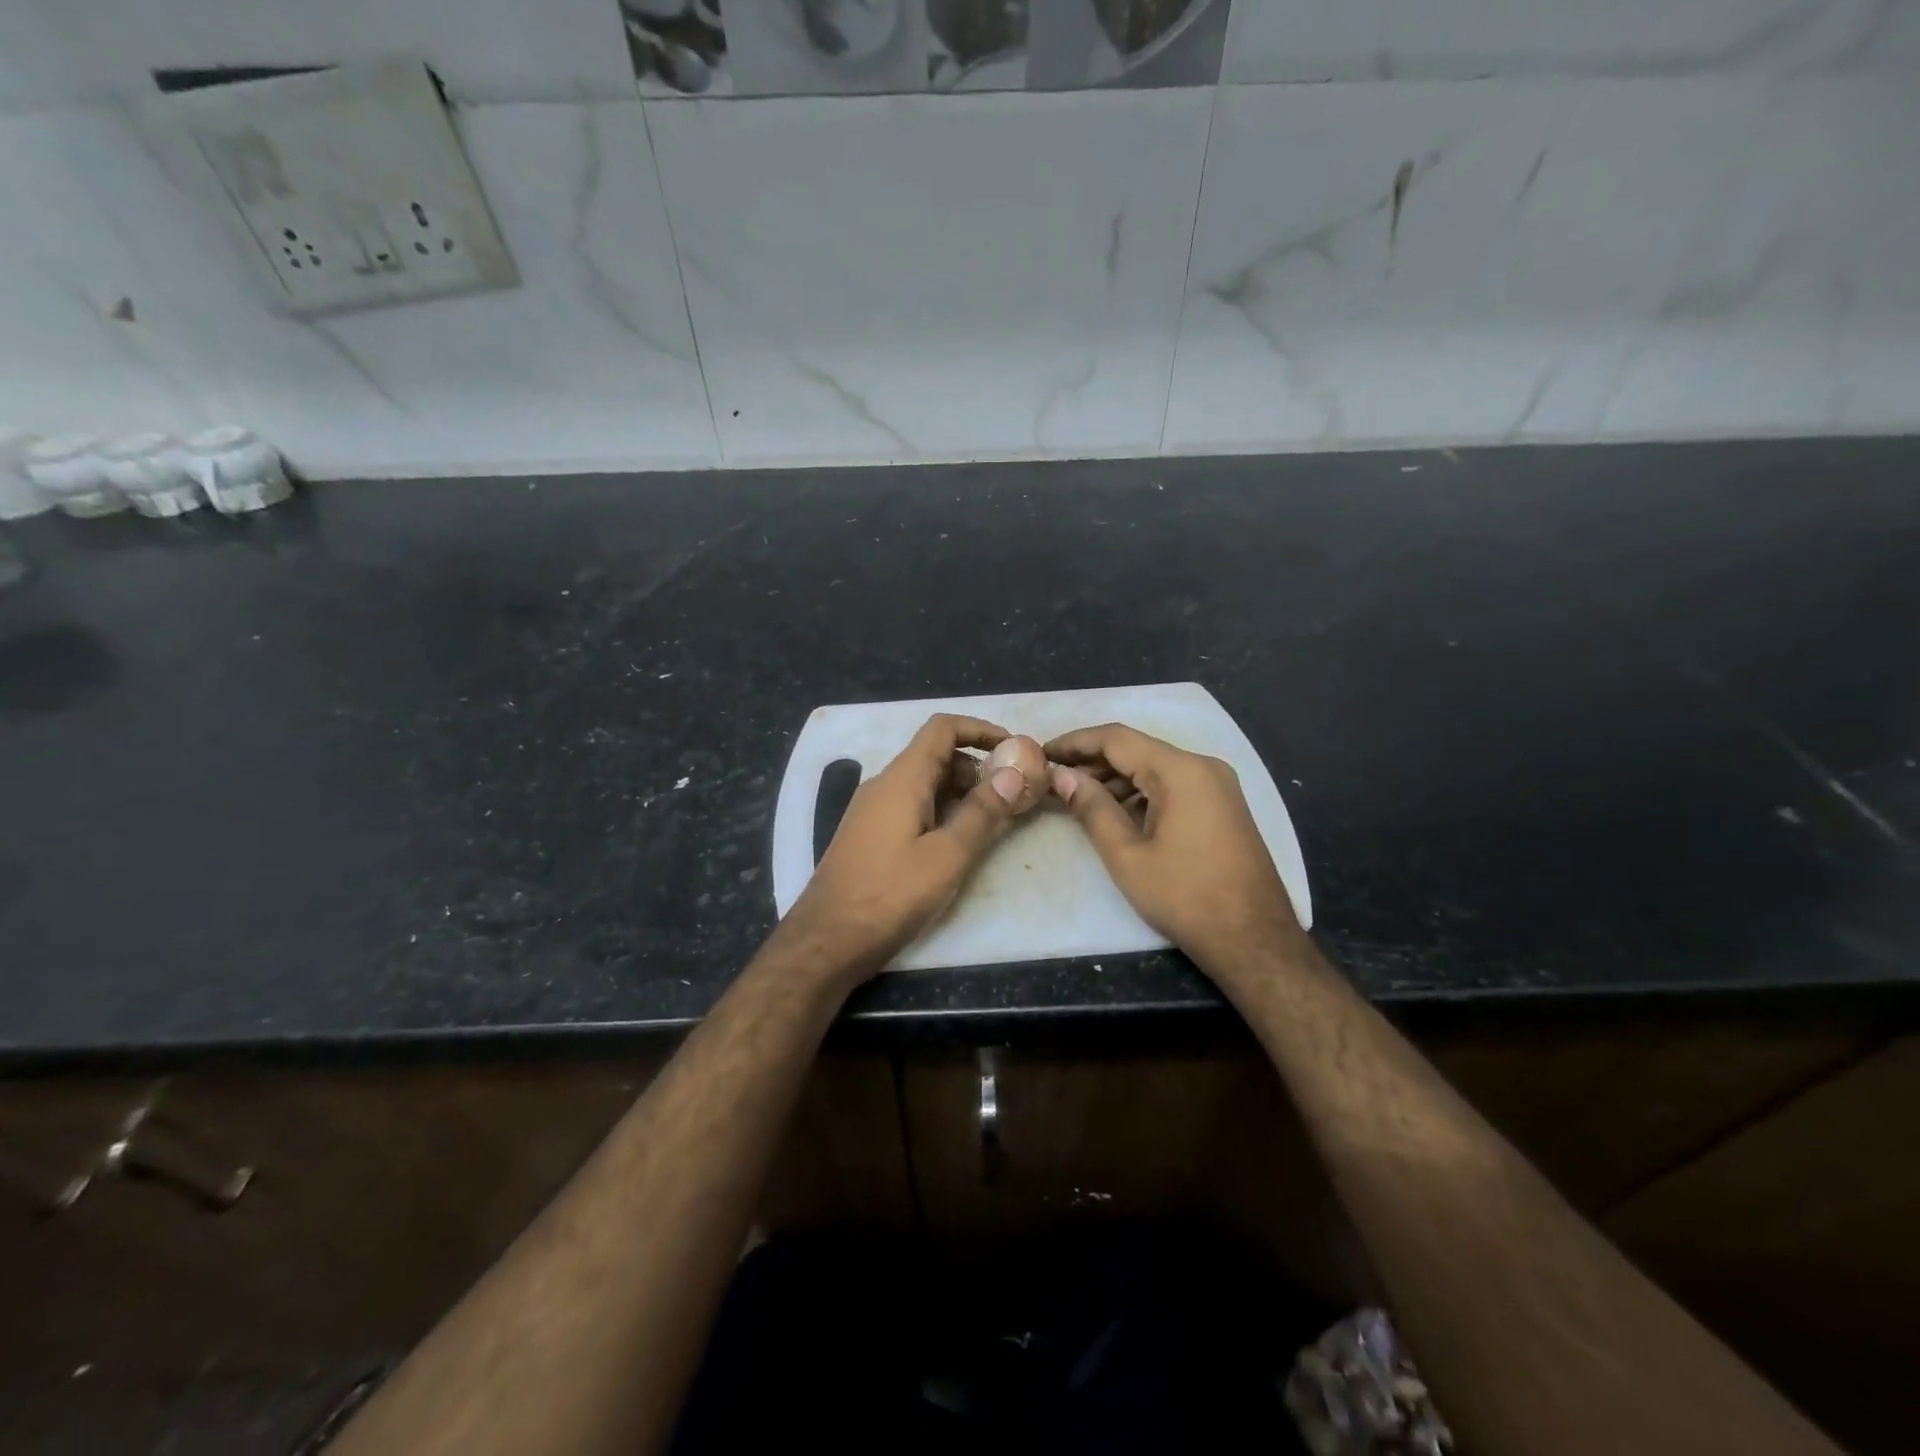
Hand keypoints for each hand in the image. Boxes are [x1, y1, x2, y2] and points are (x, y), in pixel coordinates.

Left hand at [775, 714, 1045, 984]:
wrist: (827, 940)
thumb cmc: (890, 895)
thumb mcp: (947, 855)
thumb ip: (982, 812)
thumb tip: (1014, 772)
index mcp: (902, 779)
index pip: (943, 728)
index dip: (981, 729)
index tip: (1015, 748)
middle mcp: (885, 785)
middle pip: (937, 755)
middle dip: (978, 767)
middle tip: (1014, 793)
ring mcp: (873, 810)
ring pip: (926, 783)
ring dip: (962, 792)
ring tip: (996, 819)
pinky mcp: (871, 835)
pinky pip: (913, 806)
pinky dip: (943, 811)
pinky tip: (960, 841)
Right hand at [1046, 723, 1306, 970]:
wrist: (1254, 939)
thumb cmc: (1185, 897)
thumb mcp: (1127, 855)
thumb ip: (1092, 808)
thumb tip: (1063, 777)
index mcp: (1181, 770)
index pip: (1116, 738)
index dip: (1075, 742)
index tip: (1042, 752)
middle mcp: (1203, 766)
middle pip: (1137, 749)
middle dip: (1092, 761)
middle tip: (1054, 777)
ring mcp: (1217, 785)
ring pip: (1155, 767)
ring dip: (1115, 778)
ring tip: (1076, 796)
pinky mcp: (1222, 805)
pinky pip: (1173, 785)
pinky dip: (1140, 792)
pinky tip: (1115, 811)